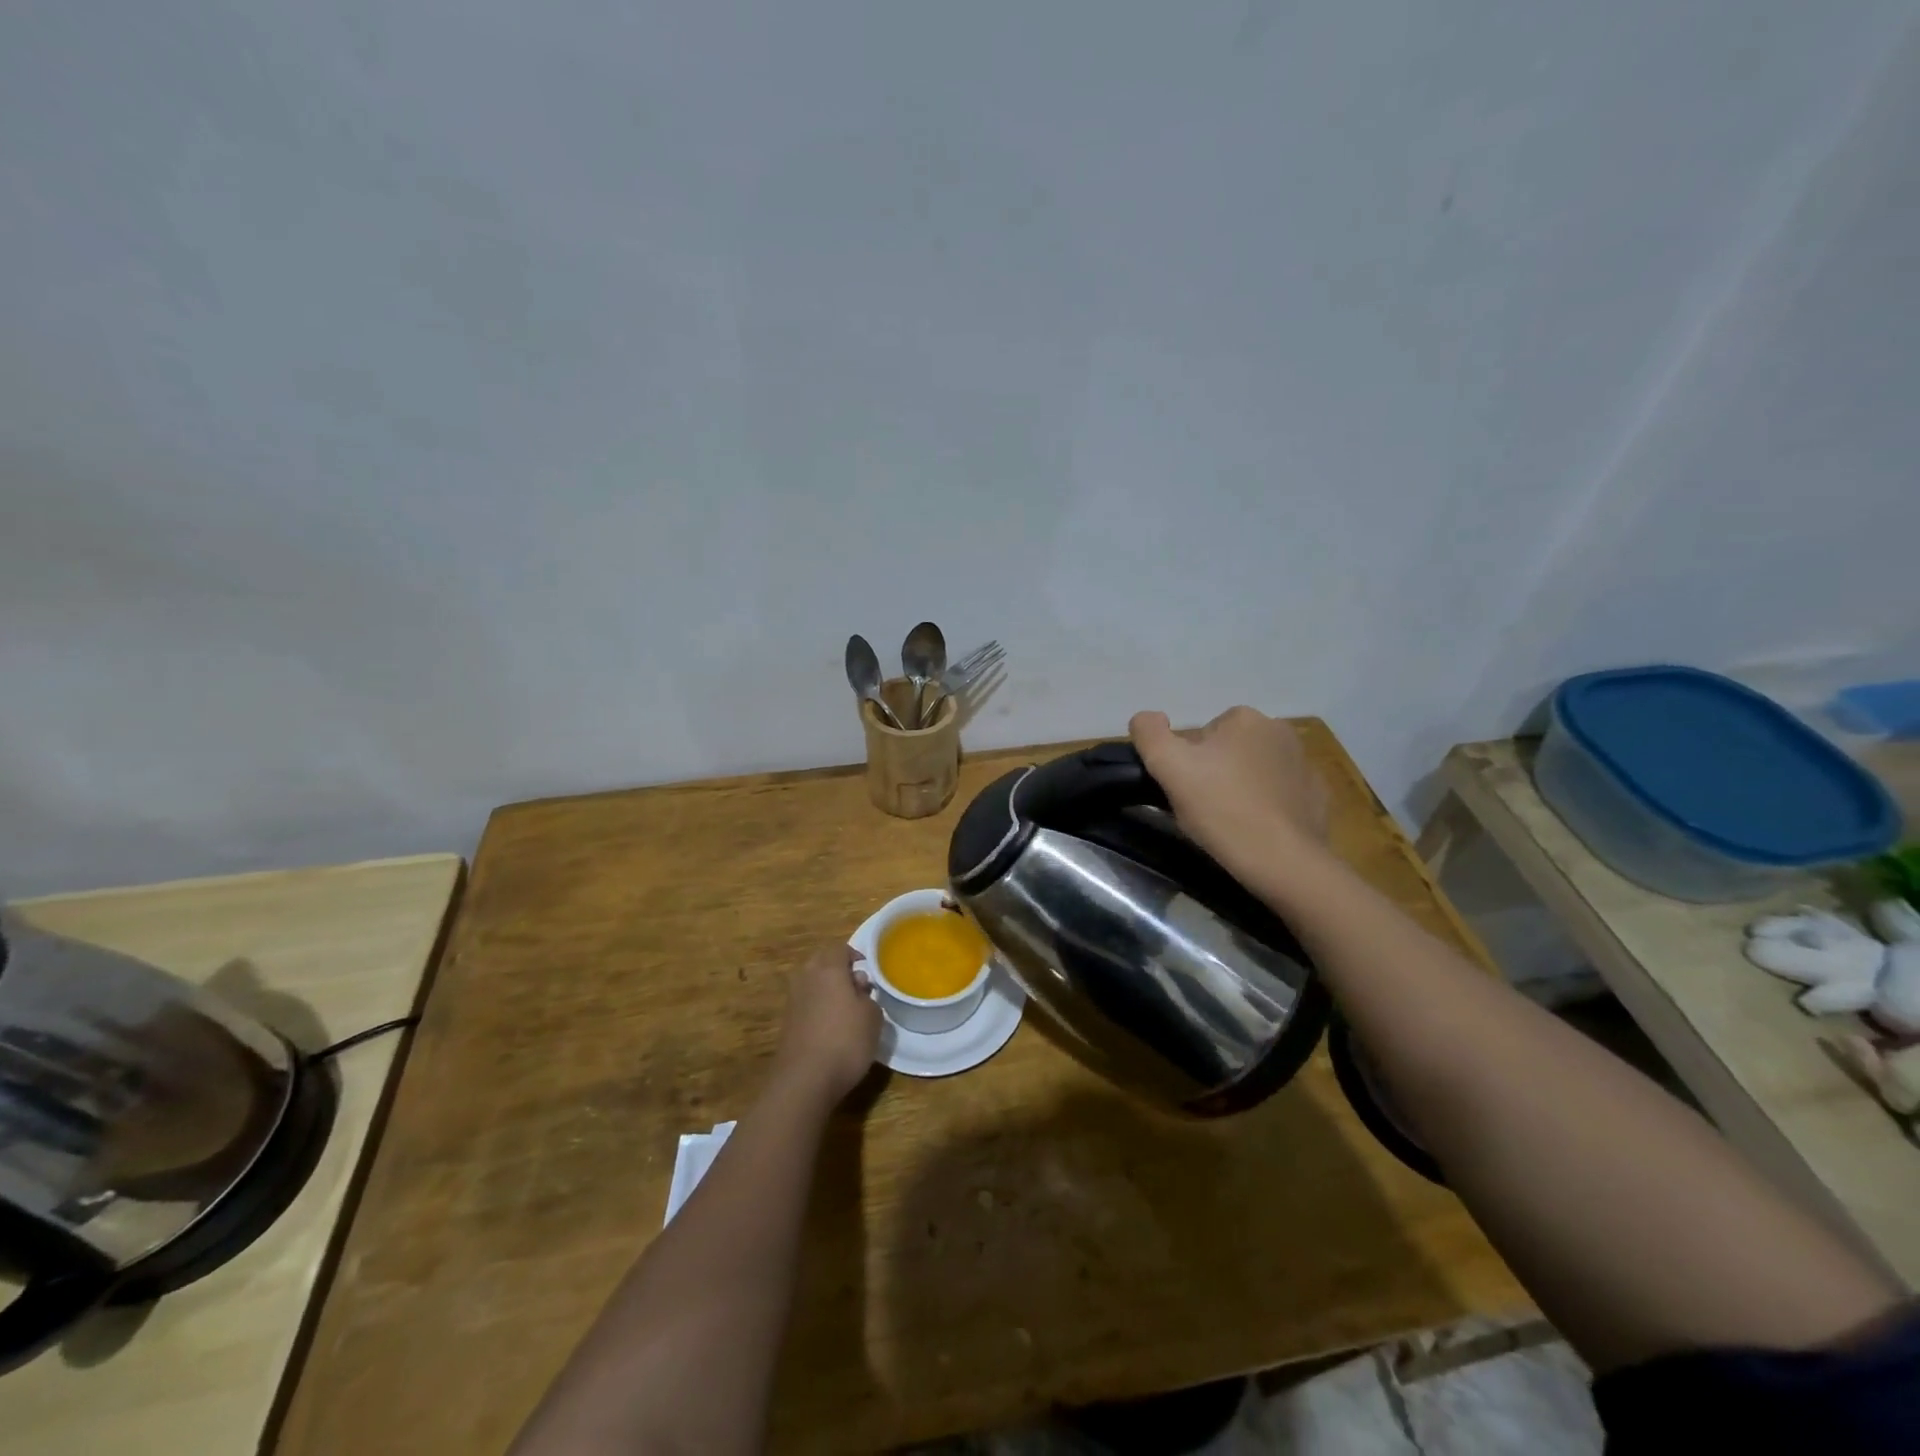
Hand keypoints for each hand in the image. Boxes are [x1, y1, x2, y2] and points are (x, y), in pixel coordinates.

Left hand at [775, 942, 881, 1102]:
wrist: (804, 1080)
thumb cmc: (846, 1041)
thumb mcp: (873, 1017)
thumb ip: (867, 996)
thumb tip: (857, 988)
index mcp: (828, 968)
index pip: (839, 948)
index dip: (854, 955)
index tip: (867, 969)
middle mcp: (806, 977)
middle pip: (821, 962)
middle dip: (838, 969)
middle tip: (856, 986)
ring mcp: (792, 1000)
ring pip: (811, 983)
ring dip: (827, 989)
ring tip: (845, 1009)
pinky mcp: (786, 1022)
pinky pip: (805, 1003)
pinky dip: (817, 1007)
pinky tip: (830, 1027)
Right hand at [1129, 707, 1329, 881]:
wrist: (1282, 860)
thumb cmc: (1221, 809)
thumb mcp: (1168, 766)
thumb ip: (1149, 733)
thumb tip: (1146, 717)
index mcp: (1245, 719)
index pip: (1202, 735)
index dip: (1187, 763)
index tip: (1185, 790)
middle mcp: (1280, 731)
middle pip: (1230, 750)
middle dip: (1216, 773)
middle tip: (1204, 808)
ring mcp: (1304, 764)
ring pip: (1256, 771)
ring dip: (1242, 788)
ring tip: (1230, 823)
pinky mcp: (1317, 796)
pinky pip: (1282, 794)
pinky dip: (1268, 806)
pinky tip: (1258, 830)